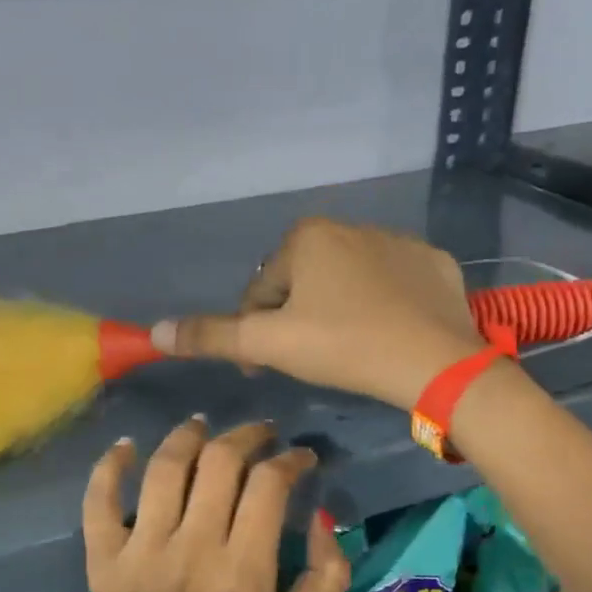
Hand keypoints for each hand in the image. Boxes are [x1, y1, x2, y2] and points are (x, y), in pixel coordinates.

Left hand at [80, 418, 351, 591]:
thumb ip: (323, 582)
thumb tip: (323, 518)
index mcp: (243, 573)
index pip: (268, 485)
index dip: (290, 459)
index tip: (299, 458)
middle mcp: (191, 551)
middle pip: (219, 462)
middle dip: (246, 436)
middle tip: (260, 435)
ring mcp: (141, 552)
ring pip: (165, 468)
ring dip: (187, 435)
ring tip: (202, 426)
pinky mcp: (104, 560)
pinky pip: (99, 500)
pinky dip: (109, 465)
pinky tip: (126, 446)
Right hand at [152, 218, 487, 408]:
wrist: (436, 362)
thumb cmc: (343, 345)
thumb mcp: (270, 343)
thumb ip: (212, 335)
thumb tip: (155, 331)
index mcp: (308, 236)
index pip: (262, 290)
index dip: (256, 331)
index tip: (266, 366)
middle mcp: (352, 225)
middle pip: (304, 283)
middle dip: (297, 318)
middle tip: (309, 359)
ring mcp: (400, 242)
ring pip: (349, 281)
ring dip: (338, 310)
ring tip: (349, 351)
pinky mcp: (435, 263)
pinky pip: (393, 284)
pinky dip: (383, 305)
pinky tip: (388, 334)